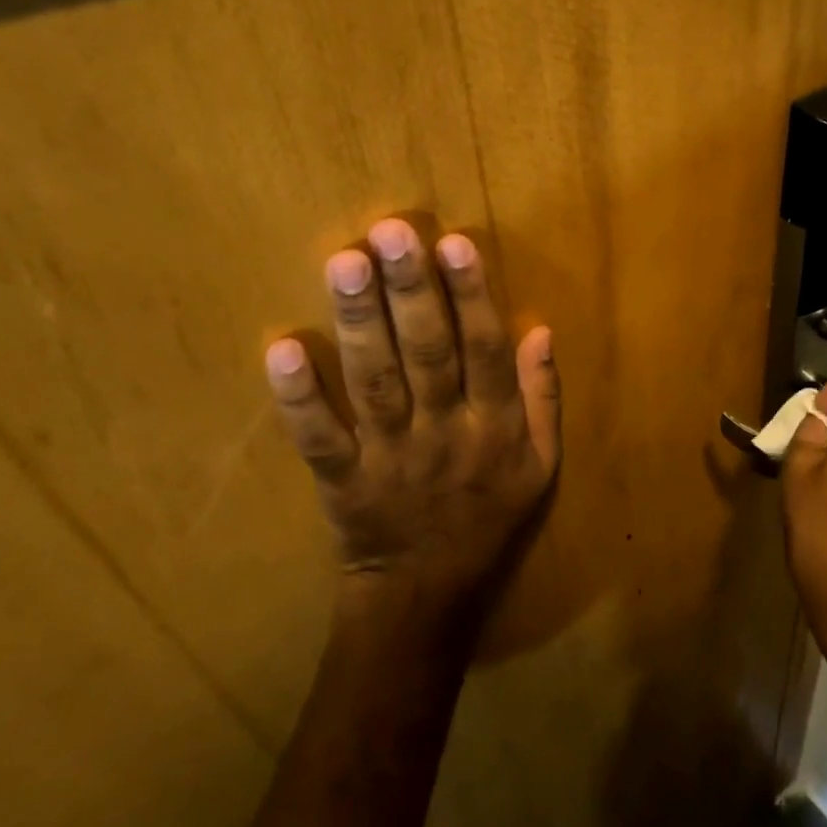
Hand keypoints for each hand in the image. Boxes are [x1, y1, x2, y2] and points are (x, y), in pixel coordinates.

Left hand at [264, 219, 561, 628]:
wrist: (427, 593)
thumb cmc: (489, 516)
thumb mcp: (541, 464)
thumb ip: (544, 397)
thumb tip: (540, 330)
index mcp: (495, 427)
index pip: (486, 351)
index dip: (472, 297)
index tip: (453, 244)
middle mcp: (445, 434)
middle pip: (429, 355)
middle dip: (411, 292)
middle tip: (390, 233)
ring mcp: (390, 457)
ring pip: (376, 383)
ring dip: (360, 324)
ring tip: (345, 264)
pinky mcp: (341, 480)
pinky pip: (319, 438)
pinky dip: (300, 398)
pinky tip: (282, 351)